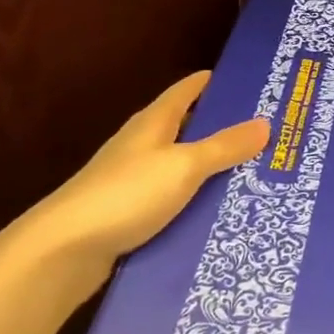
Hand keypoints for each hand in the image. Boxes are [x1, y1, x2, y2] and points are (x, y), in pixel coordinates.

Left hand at [39, 71, 267, 264]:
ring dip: (212, 172)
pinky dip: (195, 205)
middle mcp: (143, 144)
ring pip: (183, 169)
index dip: (216, 82)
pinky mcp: (130, 215)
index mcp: (154, 121)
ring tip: (256, 178)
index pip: (189, 89)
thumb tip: (265, 122)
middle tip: (269, 137)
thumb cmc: (126, 194)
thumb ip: (224, 146)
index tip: (251, 83)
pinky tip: (219, 218)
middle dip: (225, 131)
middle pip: (189, 129)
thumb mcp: (184, 166)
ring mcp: (134, 181)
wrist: (64, 251)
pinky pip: (173, 202)